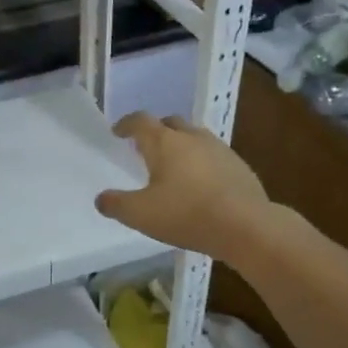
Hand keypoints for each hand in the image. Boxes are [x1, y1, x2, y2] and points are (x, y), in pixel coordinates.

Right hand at [95, 113, 270, 261]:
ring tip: (173, 166)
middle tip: (145, 148)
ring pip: (194, 137)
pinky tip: (200, 184)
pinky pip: (213, 156)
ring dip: (180, 146)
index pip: (140, 121)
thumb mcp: (141, 215)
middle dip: (155, 132)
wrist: (246, 226)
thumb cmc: (186, 214)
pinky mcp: (239, 166)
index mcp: (165, 142)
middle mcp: (192, 137)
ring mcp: (219, 149)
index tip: (118, 132)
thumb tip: (101, 199)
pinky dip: (201, 163)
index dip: (126, 124)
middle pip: (170, 123)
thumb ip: (116, 205)